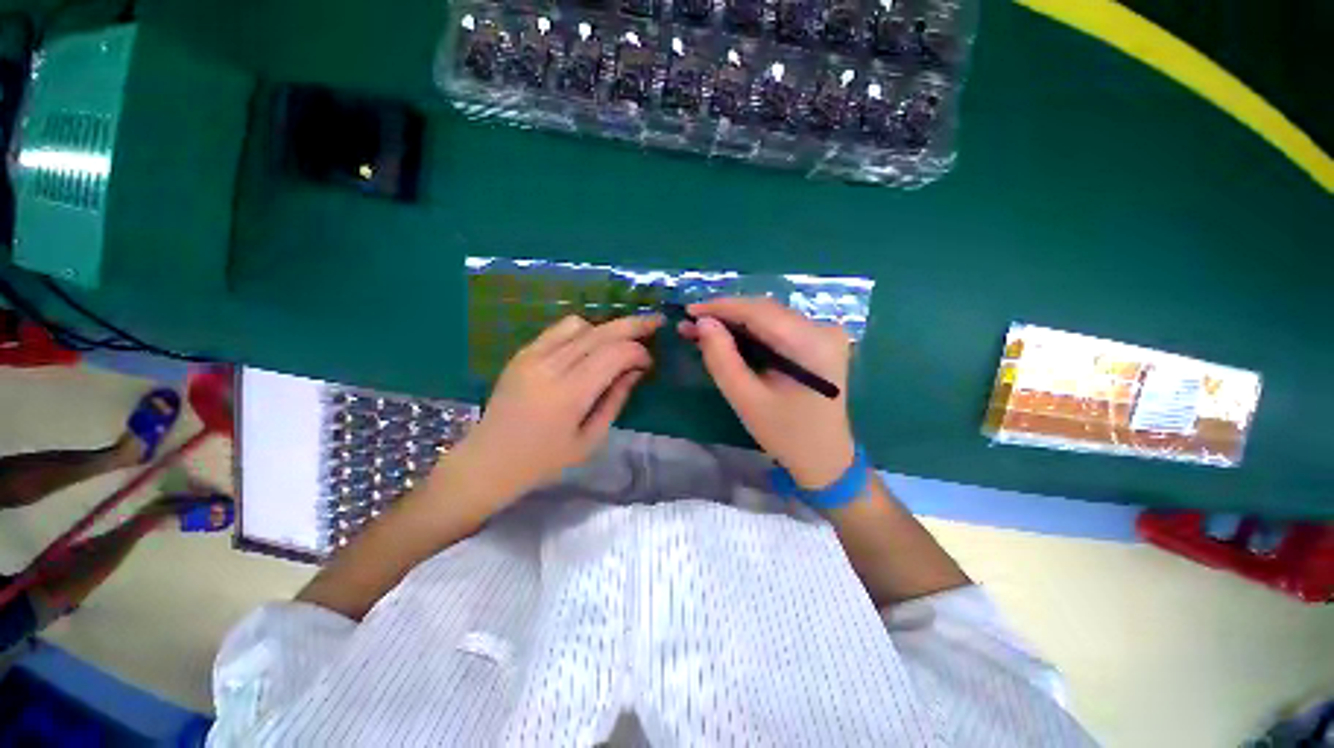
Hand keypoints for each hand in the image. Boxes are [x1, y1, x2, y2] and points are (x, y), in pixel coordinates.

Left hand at [440, 313, 661, 517]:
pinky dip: (582, 331)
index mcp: (570, 394)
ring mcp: (532, 355)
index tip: (649, 363)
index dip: (638, 352)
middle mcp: (550, 366)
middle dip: (632, 325)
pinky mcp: (522, 353)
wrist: (488, 461)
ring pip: (580, 325)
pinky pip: (558, 330)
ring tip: (619, 342)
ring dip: (605, 329)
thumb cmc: (544, 460)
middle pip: (600, 333)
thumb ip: (615, 400)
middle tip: (655, 322)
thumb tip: (635, 371)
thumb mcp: (590, 439)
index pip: (614, 354)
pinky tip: (590, 344)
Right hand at [681, 297, 855, 488]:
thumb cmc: (785, 434)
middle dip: (725, 315)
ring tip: (703, 330)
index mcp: (811, 344)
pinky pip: (778, 328)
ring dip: (736, 322)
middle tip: (691, 323)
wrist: (824, 458)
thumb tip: (703, 323)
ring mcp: (824, 334)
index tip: (688, 310)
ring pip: (770, 317)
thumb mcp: (746, 399)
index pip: (759, 312)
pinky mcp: (819, 342)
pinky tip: (729, 337)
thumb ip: (722, 358)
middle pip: (765, 310)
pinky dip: (751, 331)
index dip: (721, 307)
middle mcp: (823, 329)